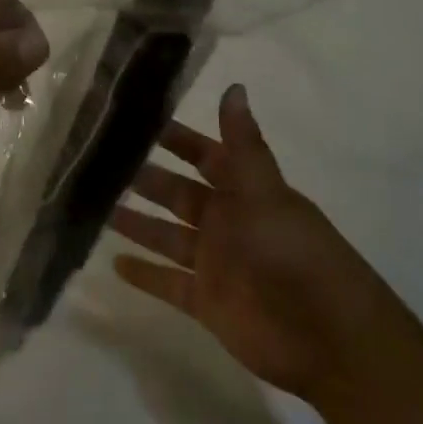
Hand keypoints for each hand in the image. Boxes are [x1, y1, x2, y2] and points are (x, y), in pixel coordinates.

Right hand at [112, 85, 391, 406]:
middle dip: (145, 178)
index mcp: (244, 191)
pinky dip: (144, 274)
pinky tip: (113, 263)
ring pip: (166, 236)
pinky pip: (168, 283)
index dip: (176, 139)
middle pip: (178, 194)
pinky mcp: (207, 303)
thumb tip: (234, 85)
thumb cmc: (293, 252)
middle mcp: (226, 222)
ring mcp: (215, 263)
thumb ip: (242, 144)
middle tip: (99, 163)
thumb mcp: (265, 191)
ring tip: (96, 207)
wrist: (326, 338)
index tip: (137, 121)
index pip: (204, 155)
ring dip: (137, 223)